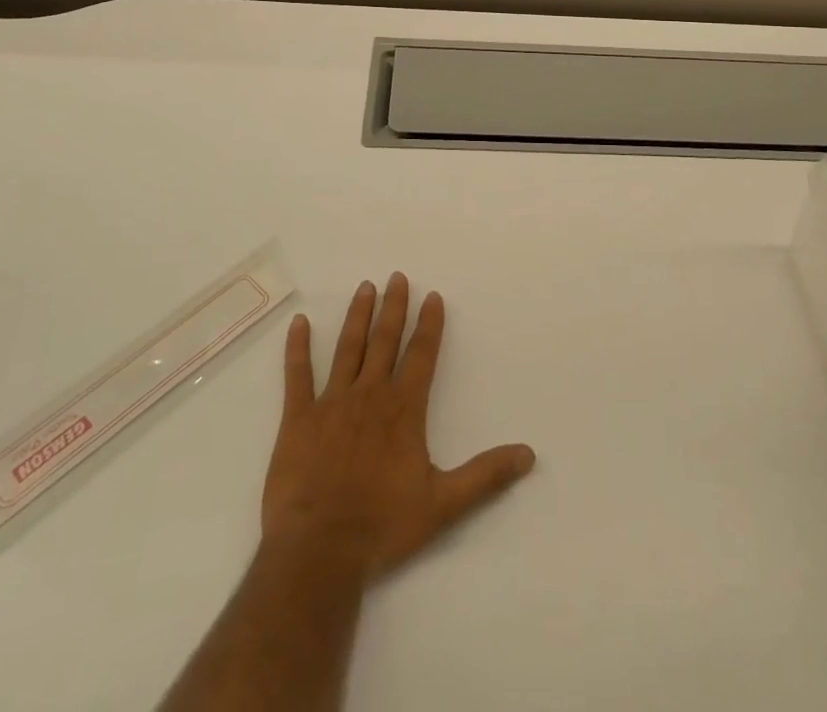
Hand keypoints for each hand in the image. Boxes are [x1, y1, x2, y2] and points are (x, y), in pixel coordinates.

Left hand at [262, 273, 535, 581]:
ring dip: (358, 316)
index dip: (429, 324)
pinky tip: (299, 322)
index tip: (432, 296)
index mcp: (403, 409)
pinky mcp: (298, 418)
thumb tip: (529, 455)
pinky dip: (298, 347)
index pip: (421, 355)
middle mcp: (369, 395)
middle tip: (397, 276)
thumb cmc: (383, 525)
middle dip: (393, 307)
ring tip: (365, 287)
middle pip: (385, 340)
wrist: (320, 550)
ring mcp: (331, 402)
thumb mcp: (443, 504)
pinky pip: (298, 375)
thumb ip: (486, 476)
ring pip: (347, 348)